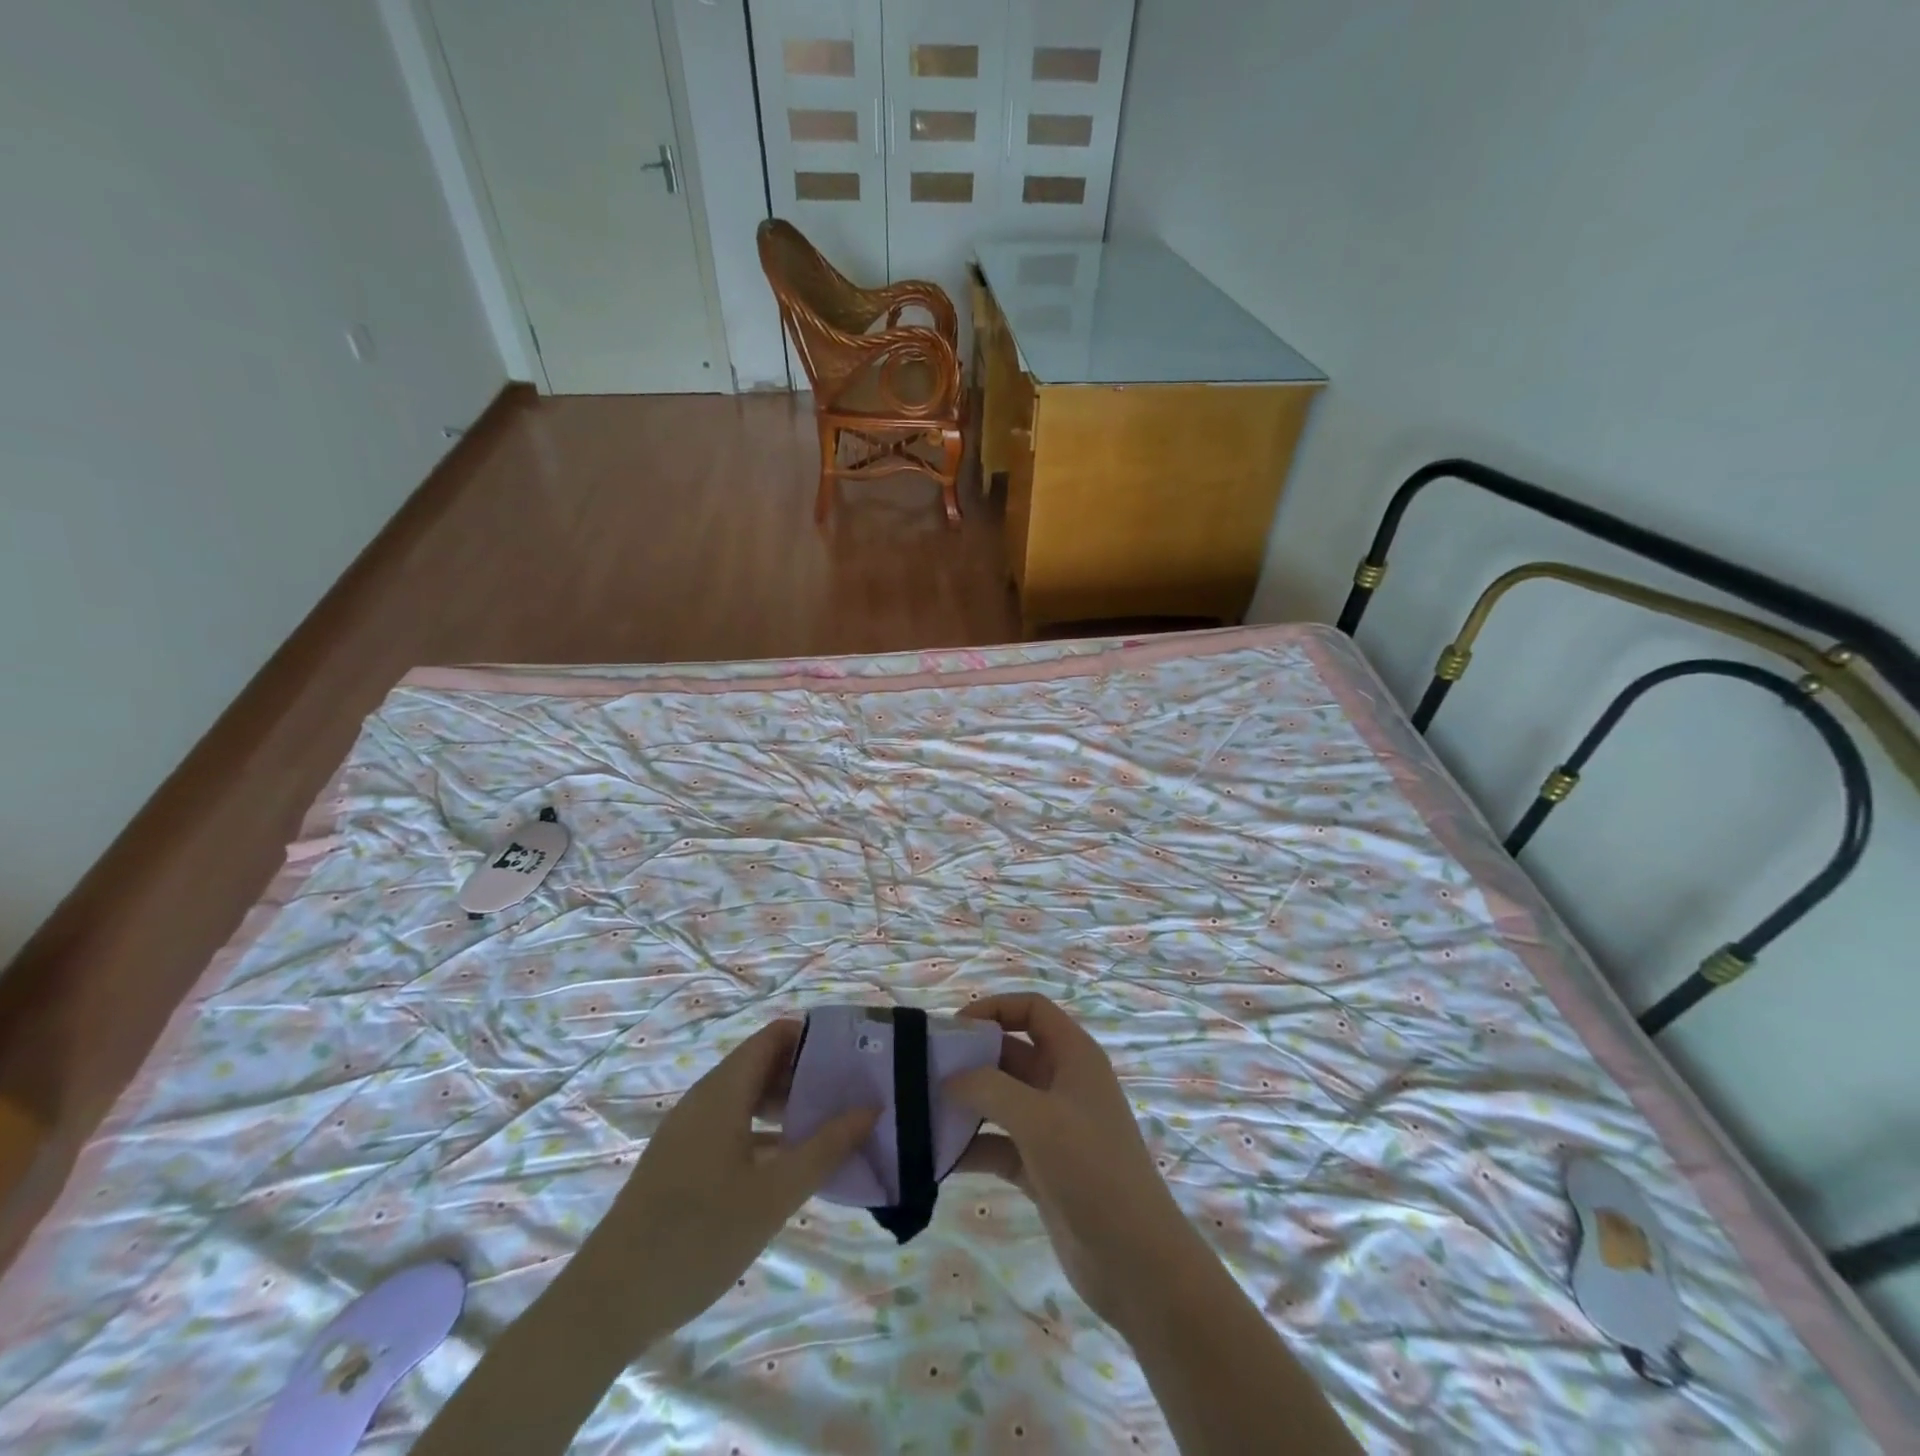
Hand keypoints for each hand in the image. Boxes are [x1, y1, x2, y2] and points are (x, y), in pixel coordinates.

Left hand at [597, 1019, 876, 1338]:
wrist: (607, 1304)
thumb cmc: (697, 1237)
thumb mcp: (773, 1196)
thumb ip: (825, 1148)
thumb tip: (870, 1108)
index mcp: (723, 1092)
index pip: (774, 1037)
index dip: (813, 1037)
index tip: (851, 1056)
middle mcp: (704, 1100)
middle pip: (762, 1065)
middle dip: (807, 1073)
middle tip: (851, 1093)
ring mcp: (689, 1132)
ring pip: (747, 1098)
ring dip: (787, 1105)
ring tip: (830, 1126)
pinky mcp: (681, 1161)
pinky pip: (732, 1126)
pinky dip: (765, 1132)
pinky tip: (791, 1164)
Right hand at [946, 993, 1205, 1331]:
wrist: (1135, 1261)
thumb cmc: (1092, 1170)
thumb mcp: (1038, 1118)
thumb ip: (989, 1088)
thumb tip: (950, 1079)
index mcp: (1073, 1056)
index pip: (1031, 1009)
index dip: (994, 1009)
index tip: (954, 1028)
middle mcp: (1062, 1083)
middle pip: (1009, 1052)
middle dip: (970, 1058)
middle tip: (924, 1070)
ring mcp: (1052, 1127)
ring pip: (1000, 1099)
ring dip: (966, 1103)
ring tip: (921, 1110)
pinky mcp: (1040, 1167)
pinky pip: (997, 1144)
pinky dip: (972, 1146)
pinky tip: (938, 1157)